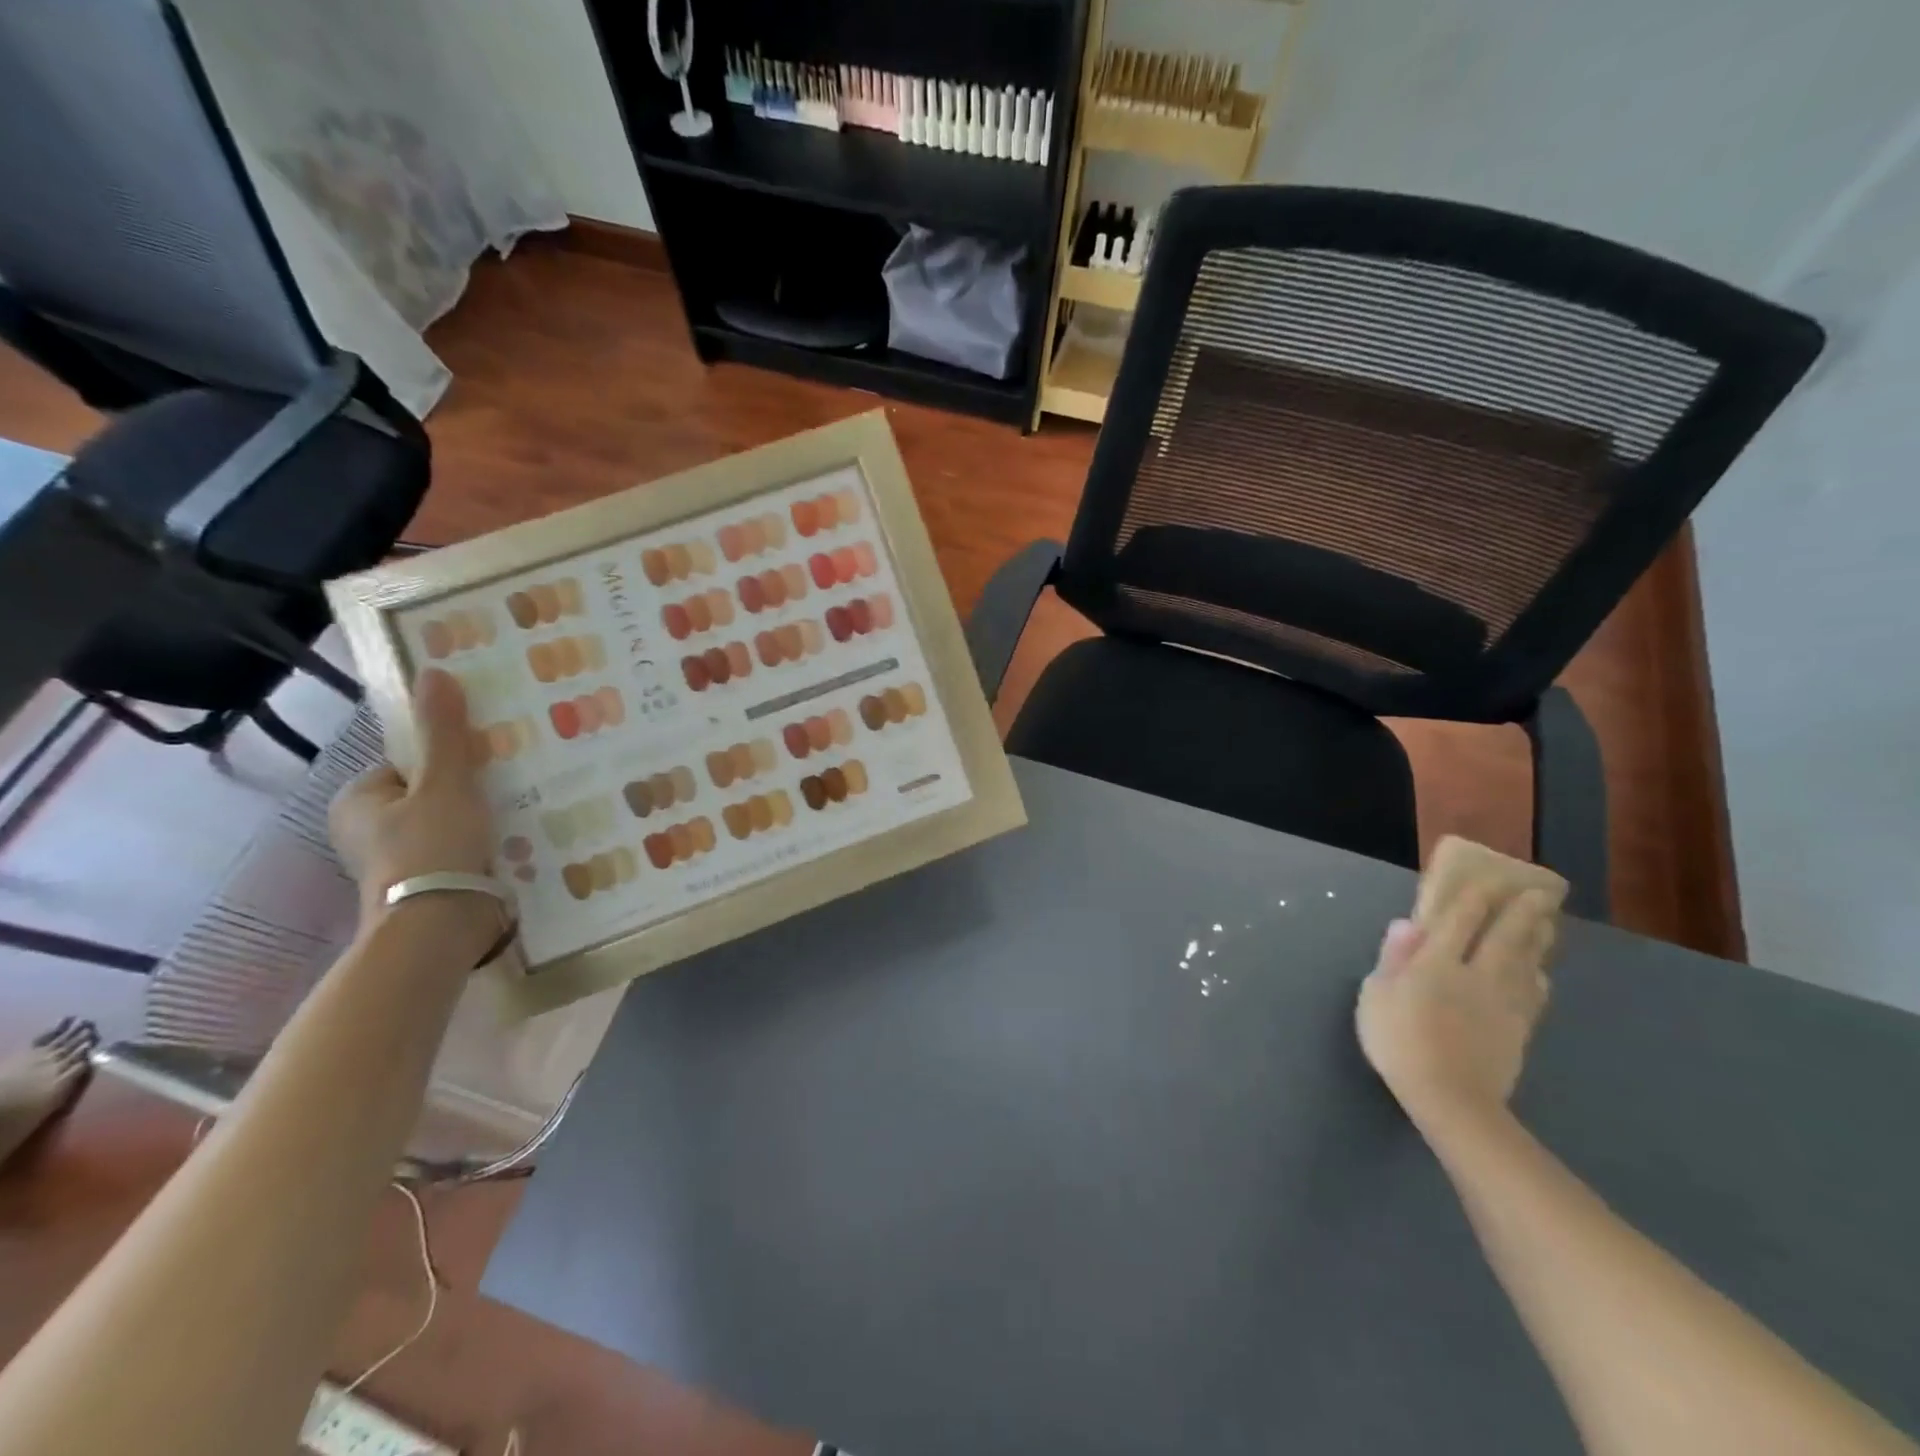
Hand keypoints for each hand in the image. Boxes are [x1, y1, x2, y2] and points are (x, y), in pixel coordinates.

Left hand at [329, 670, 493, 921]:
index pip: (409, 762)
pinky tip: (513, 841)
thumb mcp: (445, 782)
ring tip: (519, 809)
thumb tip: (433, 672)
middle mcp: (366, 830)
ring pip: (446, 823)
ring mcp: (395, 861)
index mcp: (357, 799)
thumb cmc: (432, 846)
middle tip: (509, 782)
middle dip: (467, 789)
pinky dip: (481, 844)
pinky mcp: (424, 885)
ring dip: (479, 818)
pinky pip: (457, 850)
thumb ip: (443, 731)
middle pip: (430, 792)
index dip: (448, 758)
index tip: (486, 759)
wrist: (440, 925)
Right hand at [1355, 887, 1558, 1132]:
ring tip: (1547, 922)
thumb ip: (1393, 958)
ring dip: (1536, 939)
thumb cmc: (1398, 1041)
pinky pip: (1533, 995)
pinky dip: (1538, 979)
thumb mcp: (1376, 996)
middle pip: (1502, 936)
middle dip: (1519, 912)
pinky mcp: (1518, 1029)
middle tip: (1536, 893)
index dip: (1472, 900)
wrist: (1448, 1097)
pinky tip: (1541, 974)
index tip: (1485, 882)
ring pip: (1525, 962)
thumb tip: (1408, 924)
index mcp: (1436, 964)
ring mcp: (1502, 1002)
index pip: (1458, 922)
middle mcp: (1475, 974)